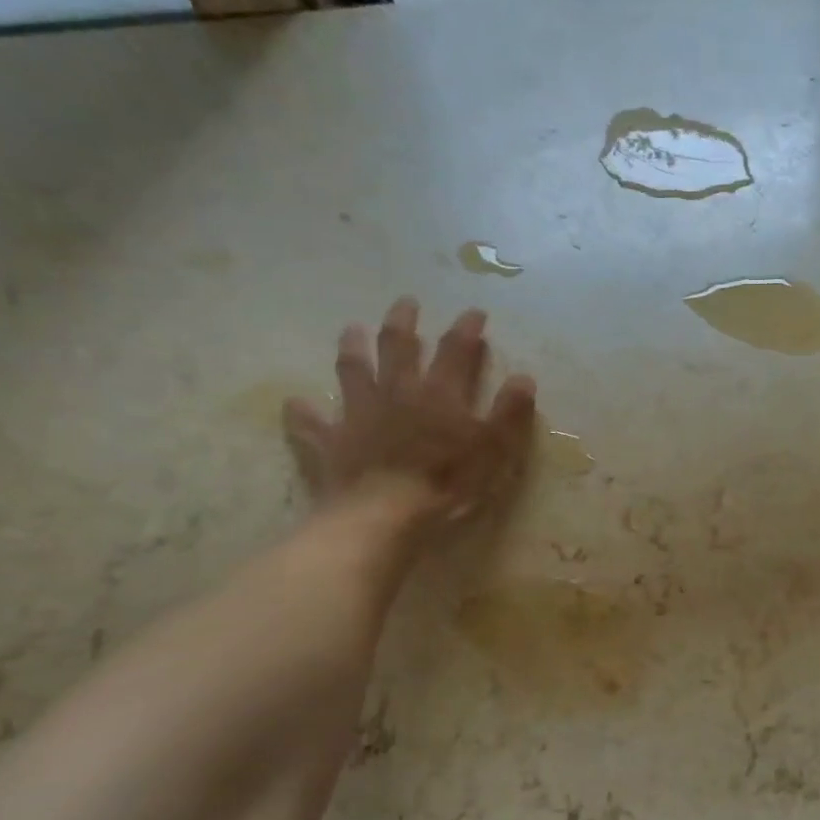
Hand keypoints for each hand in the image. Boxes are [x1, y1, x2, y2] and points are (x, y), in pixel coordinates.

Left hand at [283, 299, 535, 521]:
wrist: (383, 516)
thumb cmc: (447, 484)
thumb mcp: (494, 450)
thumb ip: (509, 413)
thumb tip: (524, 377)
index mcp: (440, 394)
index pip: (456, 350)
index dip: (466, 328)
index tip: (474, 313)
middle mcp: (397, 392)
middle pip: (398, 347)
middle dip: (403, 322)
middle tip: (406, 303)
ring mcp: (359, 414)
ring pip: (353, 371)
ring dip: (353, 348)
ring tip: (352, 329)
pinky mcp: (330, 442)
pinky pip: (311, 423)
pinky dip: (303, 413)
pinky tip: (296, 404)